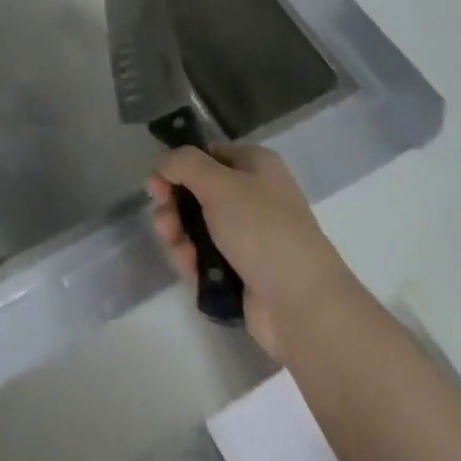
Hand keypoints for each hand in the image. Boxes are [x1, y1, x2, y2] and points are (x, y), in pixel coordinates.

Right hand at [148, 145, 352, 362]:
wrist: (302, 305)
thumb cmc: (262, 230)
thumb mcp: (219, 184)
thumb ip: (184, 164)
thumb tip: (163, 161)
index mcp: (256, 166)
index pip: (208, 155)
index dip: (179, 166)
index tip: (158, 182)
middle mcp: (253, 196)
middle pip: (197, 191)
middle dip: (173, 203)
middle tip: (162, 217)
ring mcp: (248, 236)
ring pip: (197, 225)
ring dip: (177, 232)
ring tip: (173, 244)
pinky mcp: (241, 270)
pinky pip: (205, 255)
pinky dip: (191, 257)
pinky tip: (187, 265)